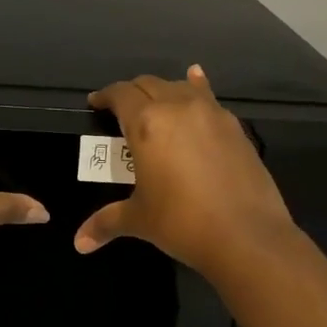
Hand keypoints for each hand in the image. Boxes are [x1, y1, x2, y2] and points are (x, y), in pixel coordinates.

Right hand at [74, 65, 297, 275]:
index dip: (105, 96)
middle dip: (132, 93)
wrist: (247, 236)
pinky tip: (197, 82)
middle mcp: (178, 108)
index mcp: (146, 124)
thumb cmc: (182, 223)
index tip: (96, 103)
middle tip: (122, 110)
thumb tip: (78, 244)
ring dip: (164, 90)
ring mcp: (211, 114)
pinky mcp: (235, 127)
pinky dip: (197, 88)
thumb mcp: (139, 220)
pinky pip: (209, 98)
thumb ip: (106, 223)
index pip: (121, 95)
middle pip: (149, 84)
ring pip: (180, 87)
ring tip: (156, 101)